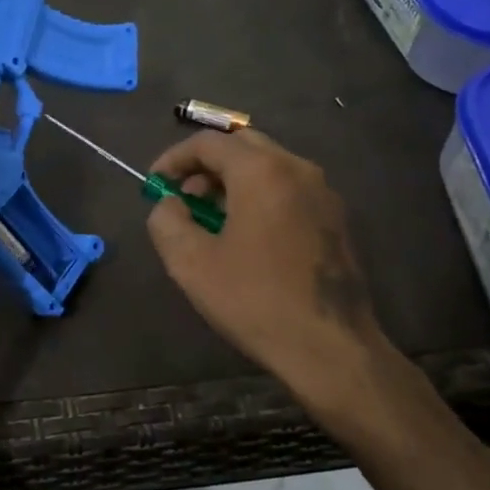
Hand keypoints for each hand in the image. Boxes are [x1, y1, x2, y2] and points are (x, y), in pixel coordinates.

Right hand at [145, 129, 392, 421]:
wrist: (330, 347)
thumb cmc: (254, 300)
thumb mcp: (190, 263)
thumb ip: (166, 220)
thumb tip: (169, 204)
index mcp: (262, 171)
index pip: (208, 142)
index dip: (173, 159)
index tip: (154, 185)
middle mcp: (297, 169)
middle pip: (241, 146)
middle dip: (204, 166)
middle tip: (182, 198)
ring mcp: (323, 192)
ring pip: (267, 166)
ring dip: (231, 182)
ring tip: (209, 220)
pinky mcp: (335, 218)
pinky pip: (288, 189)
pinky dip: (258, 196)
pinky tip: (245, 236)